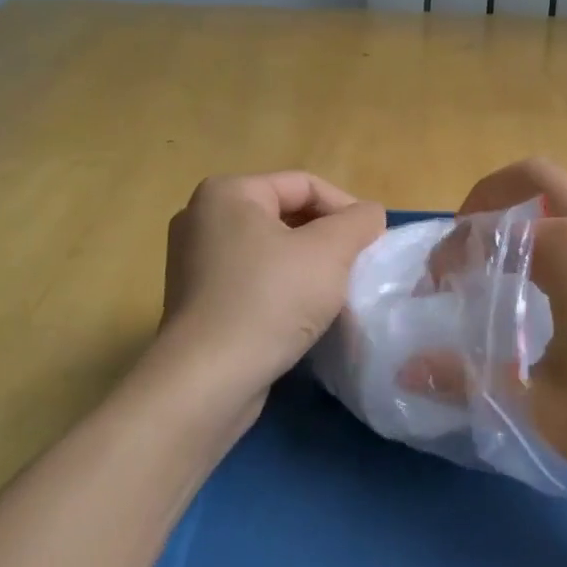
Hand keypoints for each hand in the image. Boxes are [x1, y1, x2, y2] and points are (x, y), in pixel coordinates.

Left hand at [158, 173, 385, 409]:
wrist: (208, 381)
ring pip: (272, 250)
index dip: (346, 209)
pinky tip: (303, 315)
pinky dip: (282, 289)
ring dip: (308, 266)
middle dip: (328, 239)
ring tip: (335, 292)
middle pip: (287, 215)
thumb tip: (369, 215)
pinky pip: (253, 280)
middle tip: (357, 267)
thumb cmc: (270, 300)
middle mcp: (203, 218)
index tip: (372, 243)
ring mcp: (194, 262)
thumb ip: (359, 221)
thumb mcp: (330, 251)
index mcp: (228, 193)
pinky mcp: (197, 301)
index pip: (305, 185)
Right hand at [456, 159, 566, 498]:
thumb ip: (470, 379)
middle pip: (538, 174)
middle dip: (491, 195)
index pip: (493, 227)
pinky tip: (563, 281)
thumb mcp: (543, 405)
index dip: (453, 251)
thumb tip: (411, 369)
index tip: (436, 287)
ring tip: (509, 252)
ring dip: (535, 203)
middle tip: (467, 238)